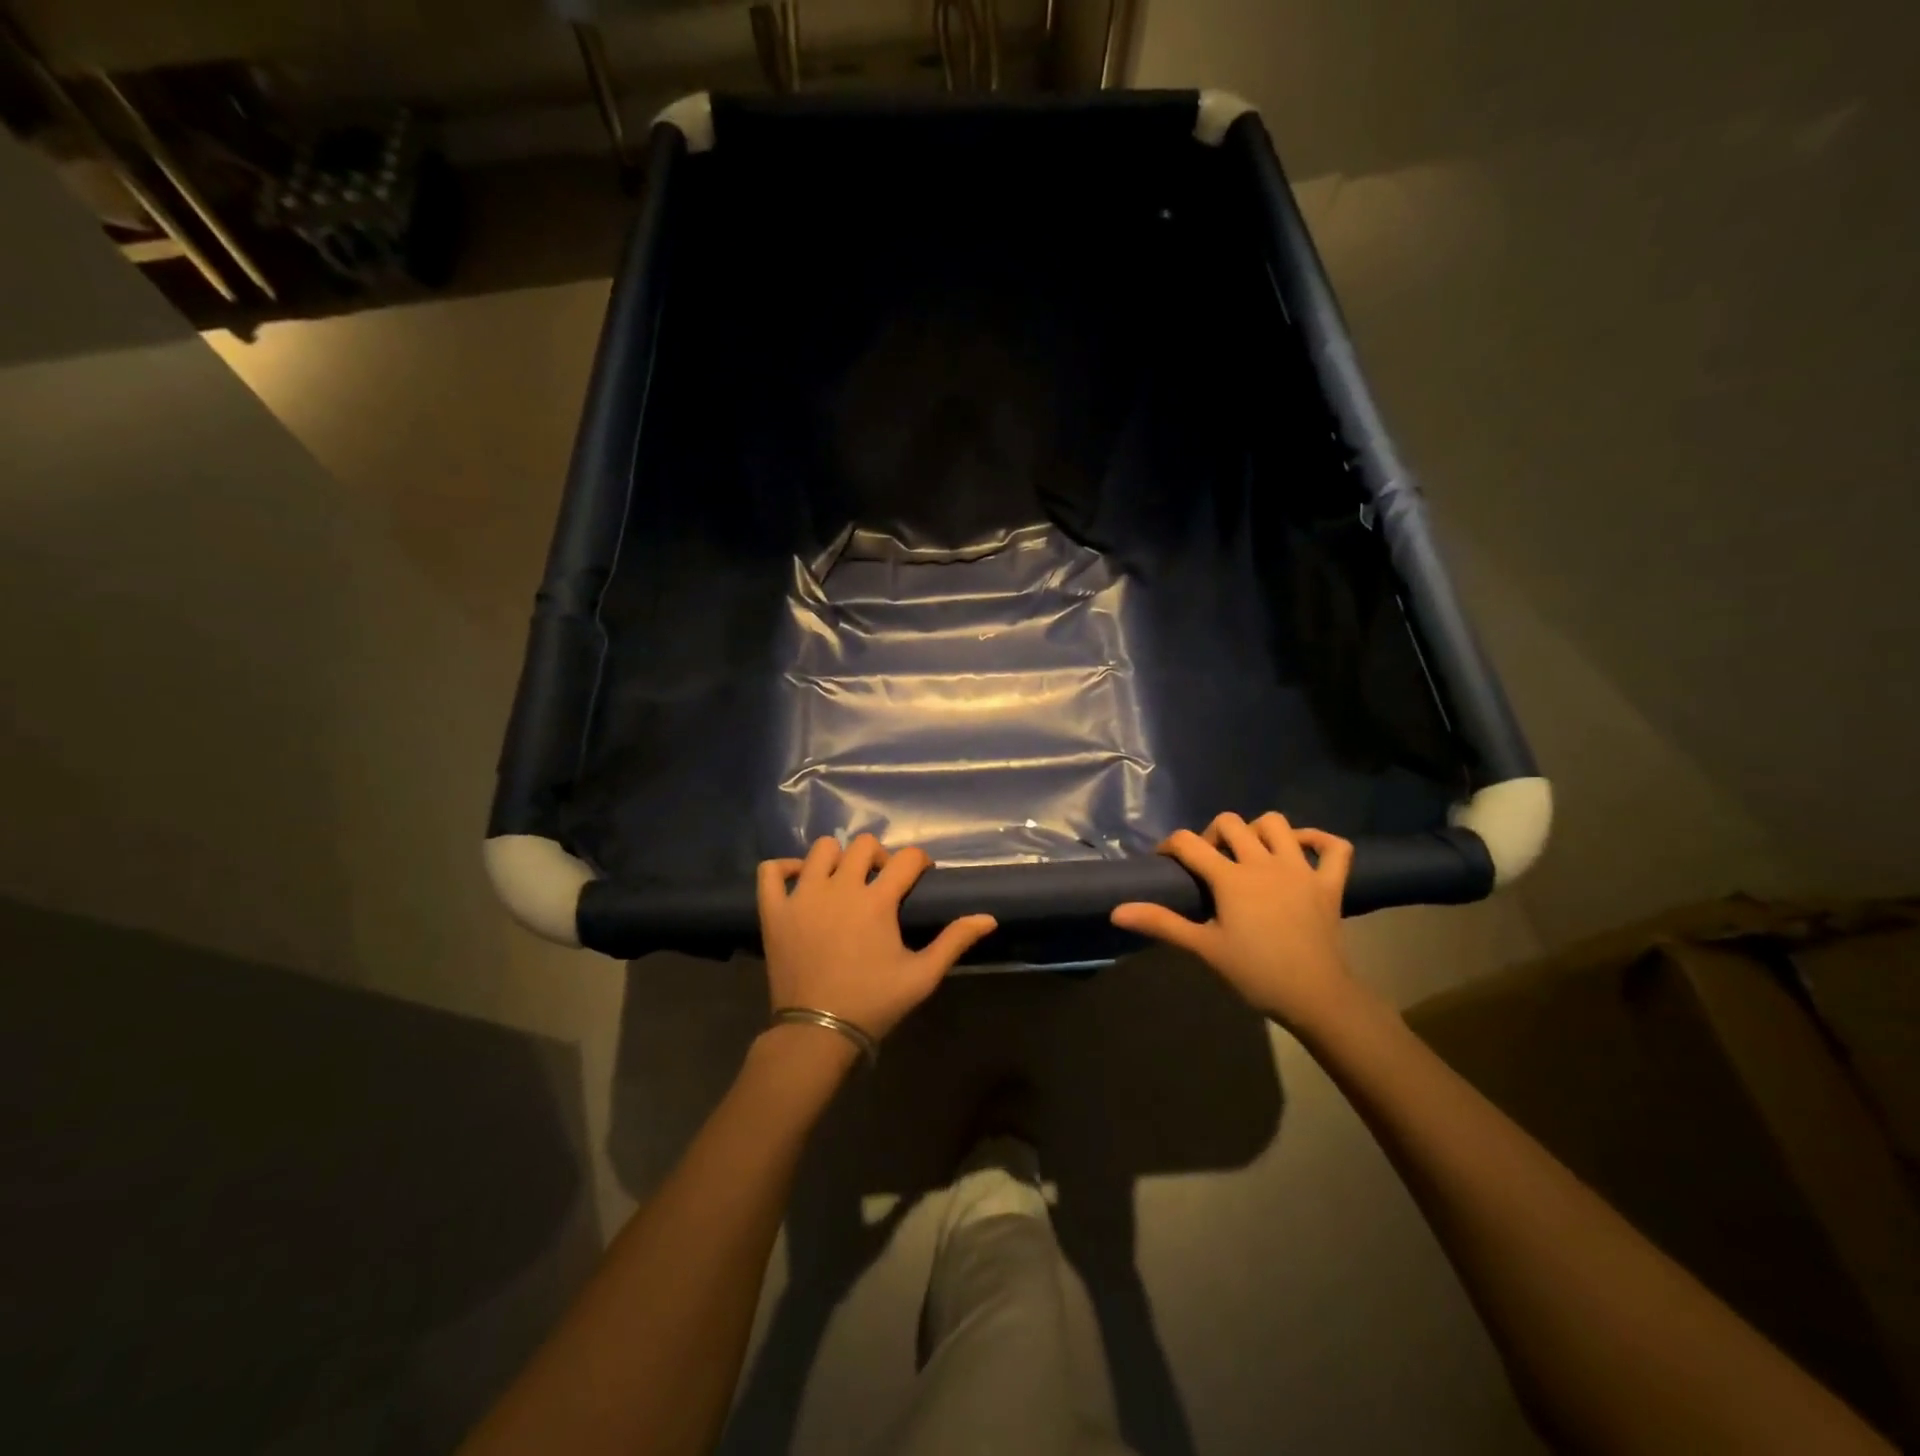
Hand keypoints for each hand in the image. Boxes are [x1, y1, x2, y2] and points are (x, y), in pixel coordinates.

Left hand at [758, 834, 997, 1041]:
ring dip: (837, 858)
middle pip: (863, 845)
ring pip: (820, 849)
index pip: (906, 858)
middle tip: (881, 881)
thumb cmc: (873, 1002)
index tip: (921, 875)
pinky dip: (785, 868)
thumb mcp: (922, 976)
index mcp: (876, 901)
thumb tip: (989, 917)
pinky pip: (771, 871)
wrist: (817, 1032)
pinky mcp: (774, 911)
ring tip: (842, 881)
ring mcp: (802, 896)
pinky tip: (800, 882)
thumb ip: (954, 941)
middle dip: (879, 856)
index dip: (919, 861)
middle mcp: (839, 888)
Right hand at [1110, 812, 1354, 1026]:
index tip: (1165, 861)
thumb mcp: (1203, 948)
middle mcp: (1264, 862)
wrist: (1316, 997)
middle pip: (1230, 823)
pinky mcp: (1330, 883)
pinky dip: (1318, 839)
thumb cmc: (1255, 973)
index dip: (1170, 846)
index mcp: (1231, 878)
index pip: (1189, 842)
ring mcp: (1300, 869)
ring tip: (1249, 853)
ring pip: (1277, 824)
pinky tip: (1301, 848)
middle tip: (1208, 861)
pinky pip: (1333, 847)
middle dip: (1212, 834)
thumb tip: (1117, 911)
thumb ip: (1161, 923)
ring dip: (1258, 830)